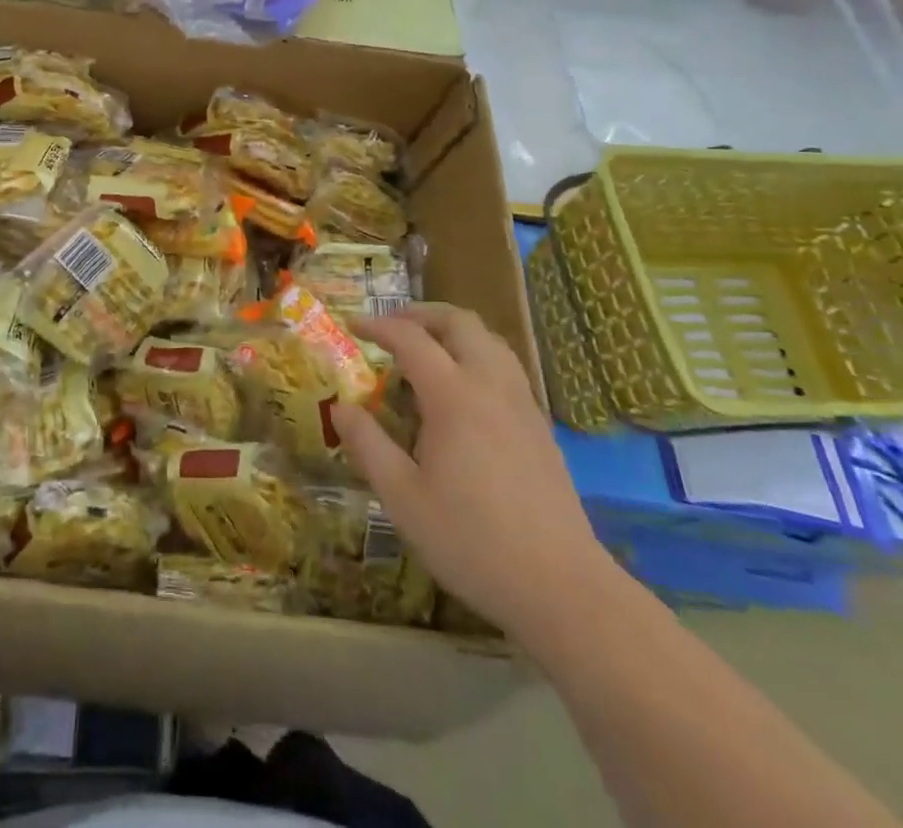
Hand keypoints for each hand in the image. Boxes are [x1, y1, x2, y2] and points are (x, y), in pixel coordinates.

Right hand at [331, 304, 616, 644]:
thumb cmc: (471, 540)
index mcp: (453, 396)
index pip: (411, 339)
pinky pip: (506, 367)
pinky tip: (462, 391)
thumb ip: (367, 445)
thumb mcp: (402, 497)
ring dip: (453, 332)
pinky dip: (477, 356)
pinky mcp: (540, 427)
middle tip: (392, 327)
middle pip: (459, 323)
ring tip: (426, 350)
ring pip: (490, 340)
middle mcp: (491, 386)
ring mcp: (522, 405)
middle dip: (421, 314)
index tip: (353, 326)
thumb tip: (341, 408)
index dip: (378, 326)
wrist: (561, 588)